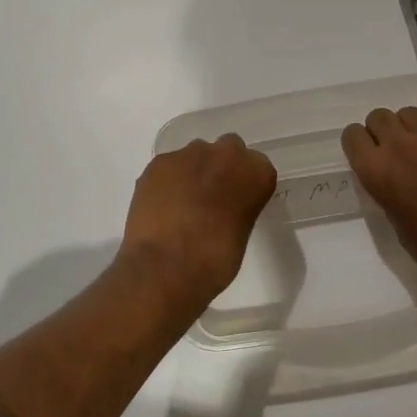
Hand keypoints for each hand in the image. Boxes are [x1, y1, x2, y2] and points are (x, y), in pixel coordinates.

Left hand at [120, 134, 276, 302]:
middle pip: (228, 149)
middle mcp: (226, 154)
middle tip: (211, 197)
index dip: (246, 184)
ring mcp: (189, 154)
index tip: (238, 201)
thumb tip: (222, 208)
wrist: (165, 267)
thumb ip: (238, 208)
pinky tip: (161, 206)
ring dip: (193, 171)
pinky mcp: (159, 163)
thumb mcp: (241, 234)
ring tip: (182, 204)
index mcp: (256, 173)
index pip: (257, 167)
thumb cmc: (215, 261)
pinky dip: (167, 181)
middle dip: (221, 167)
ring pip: (195, 155)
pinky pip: (168, 166)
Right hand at [342, 106, 416, 301]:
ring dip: (409, 129)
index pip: (352, 136)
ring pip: (409, 114)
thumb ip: (387, 191)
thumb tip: (391, 178)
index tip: (368, 156)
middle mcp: (402, 146)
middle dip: (382, 131)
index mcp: (378, 171)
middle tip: (396, 153)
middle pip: (379, 117)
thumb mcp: (398, 224)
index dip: (358, 145)